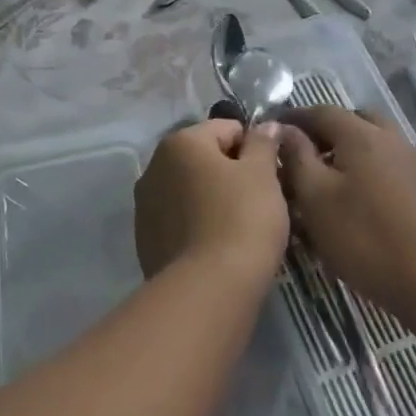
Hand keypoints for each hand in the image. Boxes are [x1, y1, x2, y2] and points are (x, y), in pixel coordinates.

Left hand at [134, 119, 288, 285]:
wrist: (208, 290)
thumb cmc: (241, 219)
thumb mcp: (263, 175)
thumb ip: (263, 143)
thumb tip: (265, 125)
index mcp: (180, 142)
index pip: (227, 129)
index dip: (254, 148)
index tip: (271, 176)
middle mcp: (154, 166)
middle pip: (204, 159)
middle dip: (231, 174)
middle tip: (260, 201)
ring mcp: (145, 205)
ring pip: (190, 191)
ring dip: (212, 199)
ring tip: (240, 228)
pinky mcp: (145, 240)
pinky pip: (179, 221)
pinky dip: (198, 226)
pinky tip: (217, 248)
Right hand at [279, 106, 415, 319]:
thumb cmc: (364, 238)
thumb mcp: (315, 198)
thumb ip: (297, 157)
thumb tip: (283, 128)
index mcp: (362, 134)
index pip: (321, 111)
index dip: (294, 118)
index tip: (272, 132)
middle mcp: (390, 139)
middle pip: (353, 120)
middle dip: (325, 131)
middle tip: (302, 154)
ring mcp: (412, 163)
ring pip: (373, 141)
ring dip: (347, 150)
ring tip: (325, 179)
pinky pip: (387, 163)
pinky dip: (366, 167)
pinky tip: (354, 199)